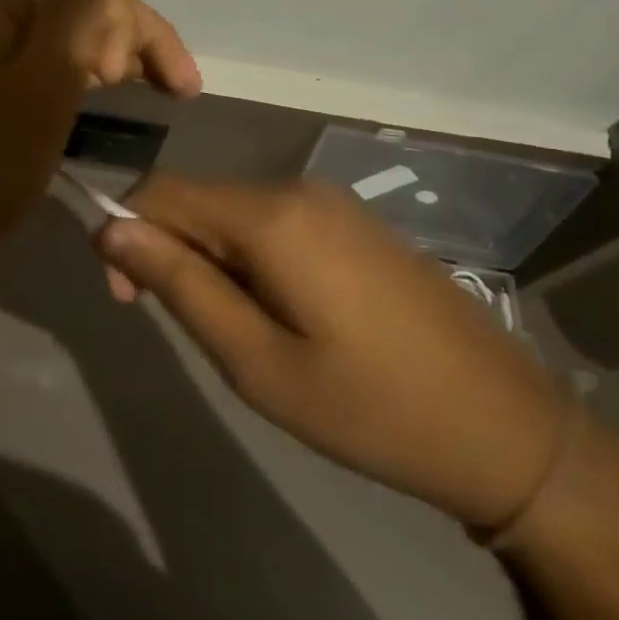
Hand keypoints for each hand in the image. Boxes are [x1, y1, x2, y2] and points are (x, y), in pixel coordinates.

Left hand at [0, 0, 199, 290]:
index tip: (173, 86)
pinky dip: (67, 79)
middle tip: (158, 94)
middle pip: (68, 2)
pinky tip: (92, 100)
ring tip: (139, 96)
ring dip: (99, 61)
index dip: (136, 26)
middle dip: (120, 43)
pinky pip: (29, 61)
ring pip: (53, 34)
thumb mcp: (47, 76)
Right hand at [95, 176, 568, 530]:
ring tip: (240, 331)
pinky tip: (280, 314)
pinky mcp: (353, 223)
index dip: (126, 236)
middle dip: (169, 252)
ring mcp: (332, 202)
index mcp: (271, 215)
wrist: (509, 430)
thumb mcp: (256, 361)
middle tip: (191, 329)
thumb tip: (110, 228)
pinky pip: (273, 223)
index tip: (130, 302)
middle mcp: (297, 188)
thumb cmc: (370, 408)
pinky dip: (248, 258)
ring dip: (210, 260)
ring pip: (232, 213)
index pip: (160, 191)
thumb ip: (179, 284)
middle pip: (197, 200)